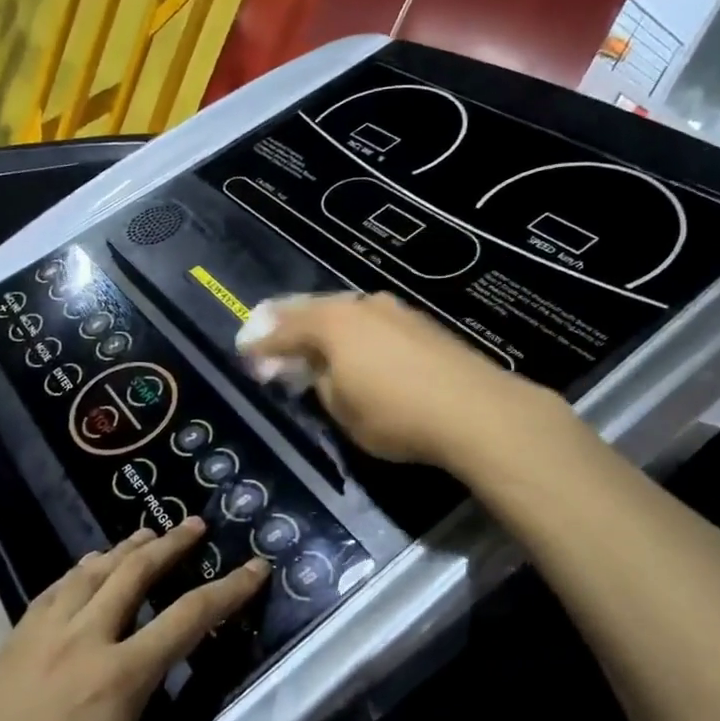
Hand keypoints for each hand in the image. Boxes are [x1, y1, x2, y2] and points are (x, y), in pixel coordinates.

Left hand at [0, 522, 275, 720]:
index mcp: (120, 676)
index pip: (190, 617)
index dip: (230, 590)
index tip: (257, 566)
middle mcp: (83, 639)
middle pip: (134, 573)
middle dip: (171, 544)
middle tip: (196, 523)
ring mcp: (39, 637)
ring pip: (90, 573)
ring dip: (124, 548)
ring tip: (147, 531)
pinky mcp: (7, 646)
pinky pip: (52, 591)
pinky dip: (78, 571)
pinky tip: (82, 571)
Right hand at [239, 293, 521, 465]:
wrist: (475, 410)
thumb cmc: (395, 414)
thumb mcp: (342, 409)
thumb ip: (320, 382)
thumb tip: (318, 370)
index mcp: (331, 323)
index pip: (283, 330)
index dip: (260, 343)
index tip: (243, 351)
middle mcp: (359, 306)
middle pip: (311, 310)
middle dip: (286, 324)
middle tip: (266, 333)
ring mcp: (393, 311)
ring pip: (344, 313)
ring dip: (322, 327)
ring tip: (309, 341)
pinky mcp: (420, 324)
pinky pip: (370, 323)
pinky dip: (352, 333)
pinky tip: (353, 346)